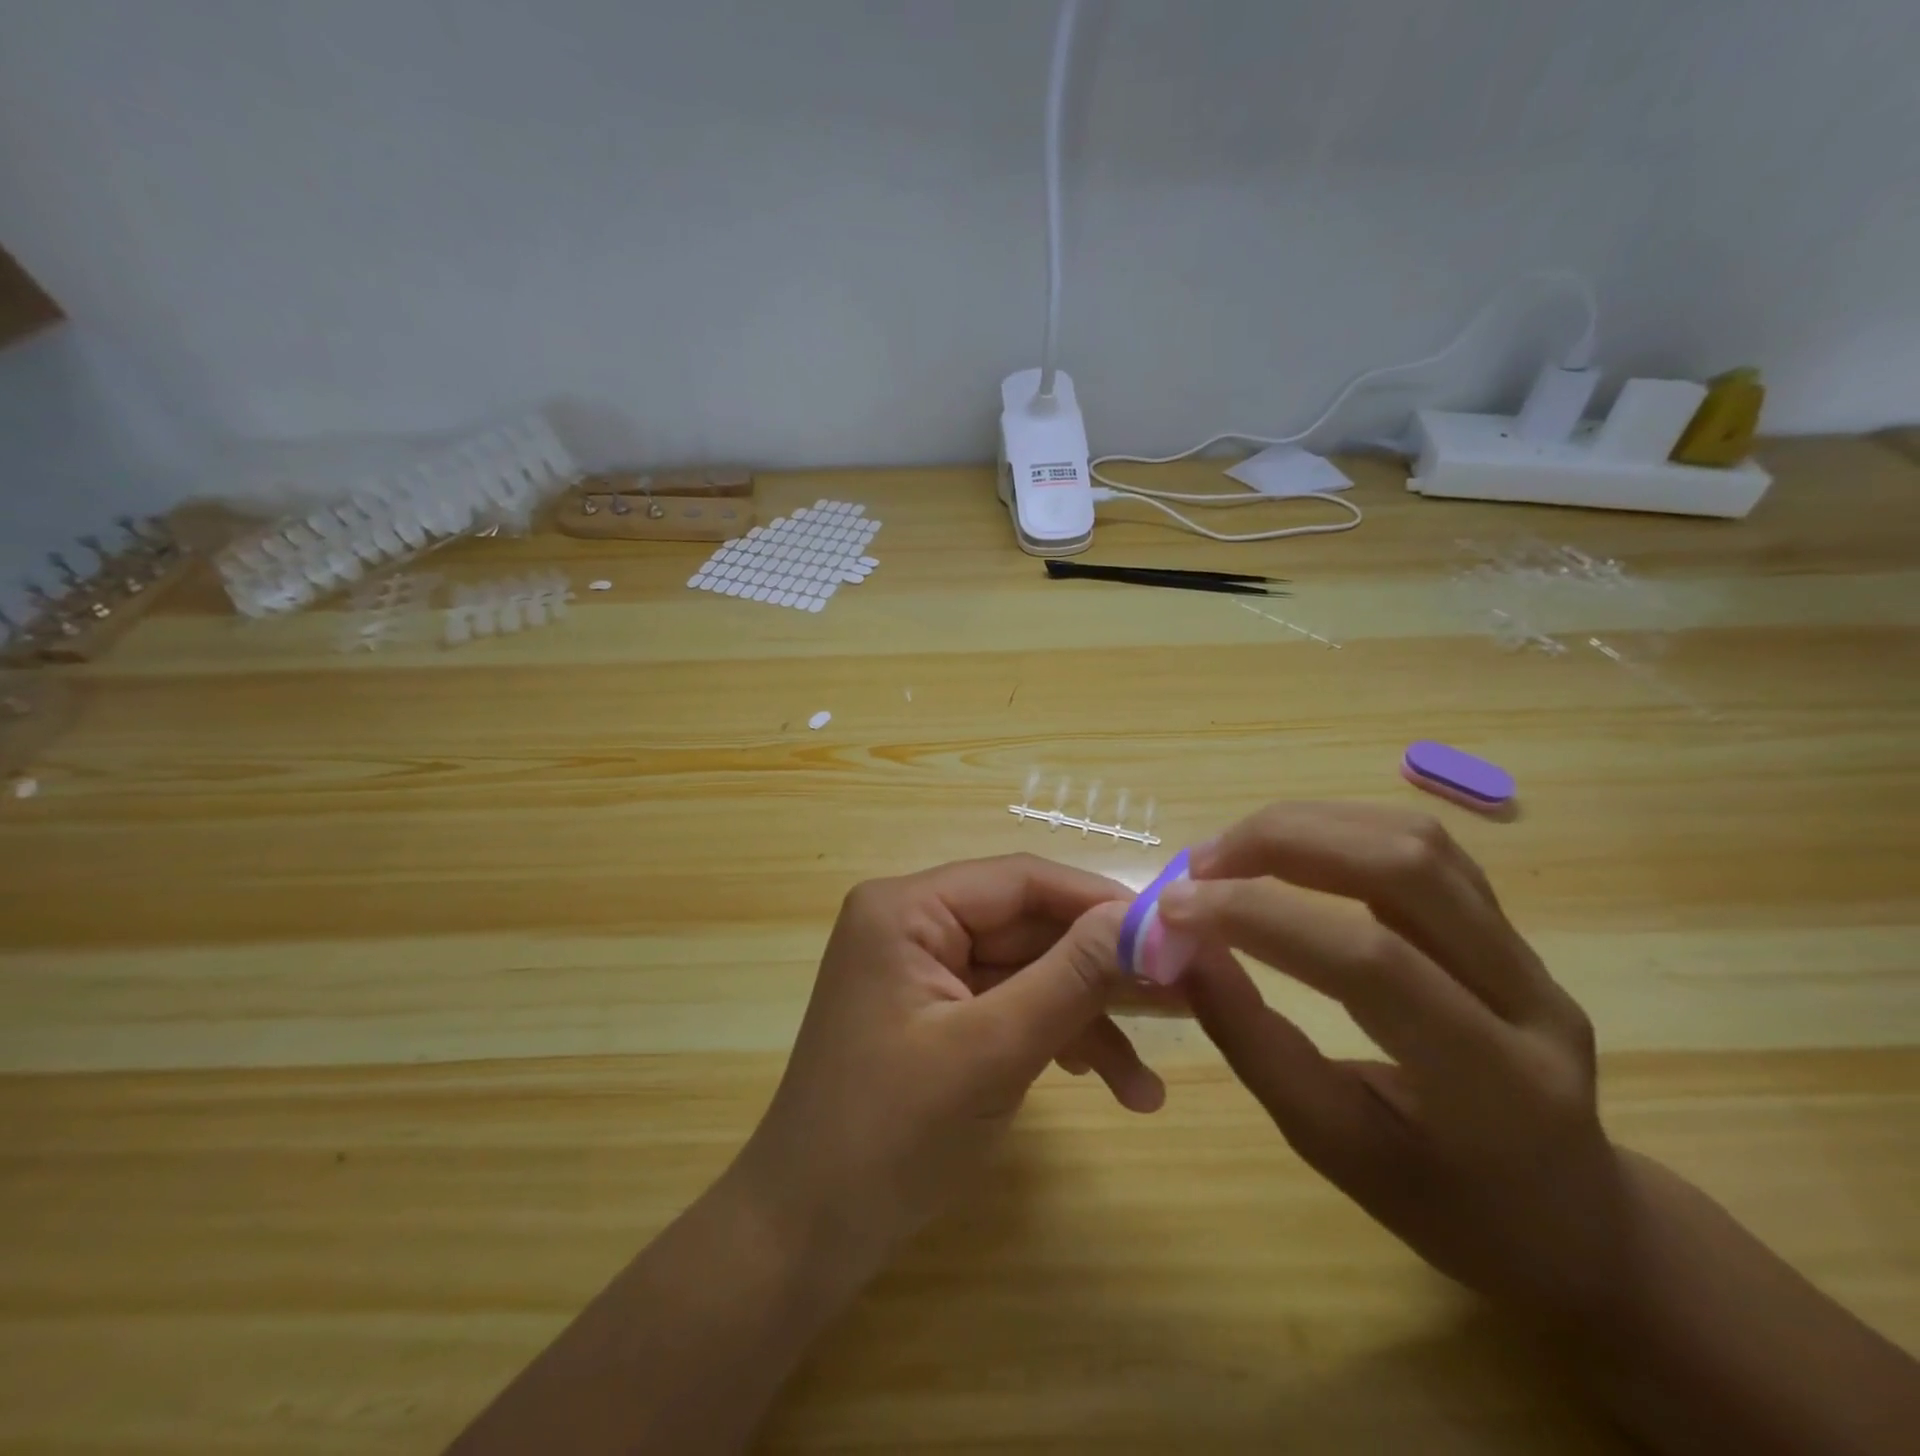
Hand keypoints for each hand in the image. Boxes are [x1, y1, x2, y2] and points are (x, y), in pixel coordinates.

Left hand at [729, 854, 1171, 1286]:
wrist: (808, 1236)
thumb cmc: (891, 1135)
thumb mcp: (993, 1050)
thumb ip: (1072, 977)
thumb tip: (1146, 918)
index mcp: (907, 908)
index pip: (1021, 880)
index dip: (1099, 902)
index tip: (1173, 932)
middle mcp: (914, 923)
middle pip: (1029, 928)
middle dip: (1101, 974)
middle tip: (1184, 1003)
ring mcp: (924, 969)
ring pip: (1027, 972)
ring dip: (1086, 1022)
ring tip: (1146, 1086)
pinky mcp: (936, 1012)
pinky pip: (1008, 1006)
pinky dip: (1054, 1040)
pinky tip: (1108, 1084)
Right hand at [1163, 803, 1634, 1325]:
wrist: (1570, 1219)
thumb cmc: (1442, 1204)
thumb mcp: (1331, 1146)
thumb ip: (1253, 1042)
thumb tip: (1182, 952)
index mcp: (1495, 1084)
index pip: (1370, 962)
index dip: (1259, 918)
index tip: (1173, 908)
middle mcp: (1529, 997)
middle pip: (1405, 867)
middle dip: (1281, 844)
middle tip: (1198, 866)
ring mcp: (1529, 952)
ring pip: (1416, 840)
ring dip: (1307, 826)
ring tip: (1230, 852)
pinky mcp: (1509, 925)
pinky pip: (1422, 847)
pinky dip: (1339, 829)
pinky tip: (1287, 849)